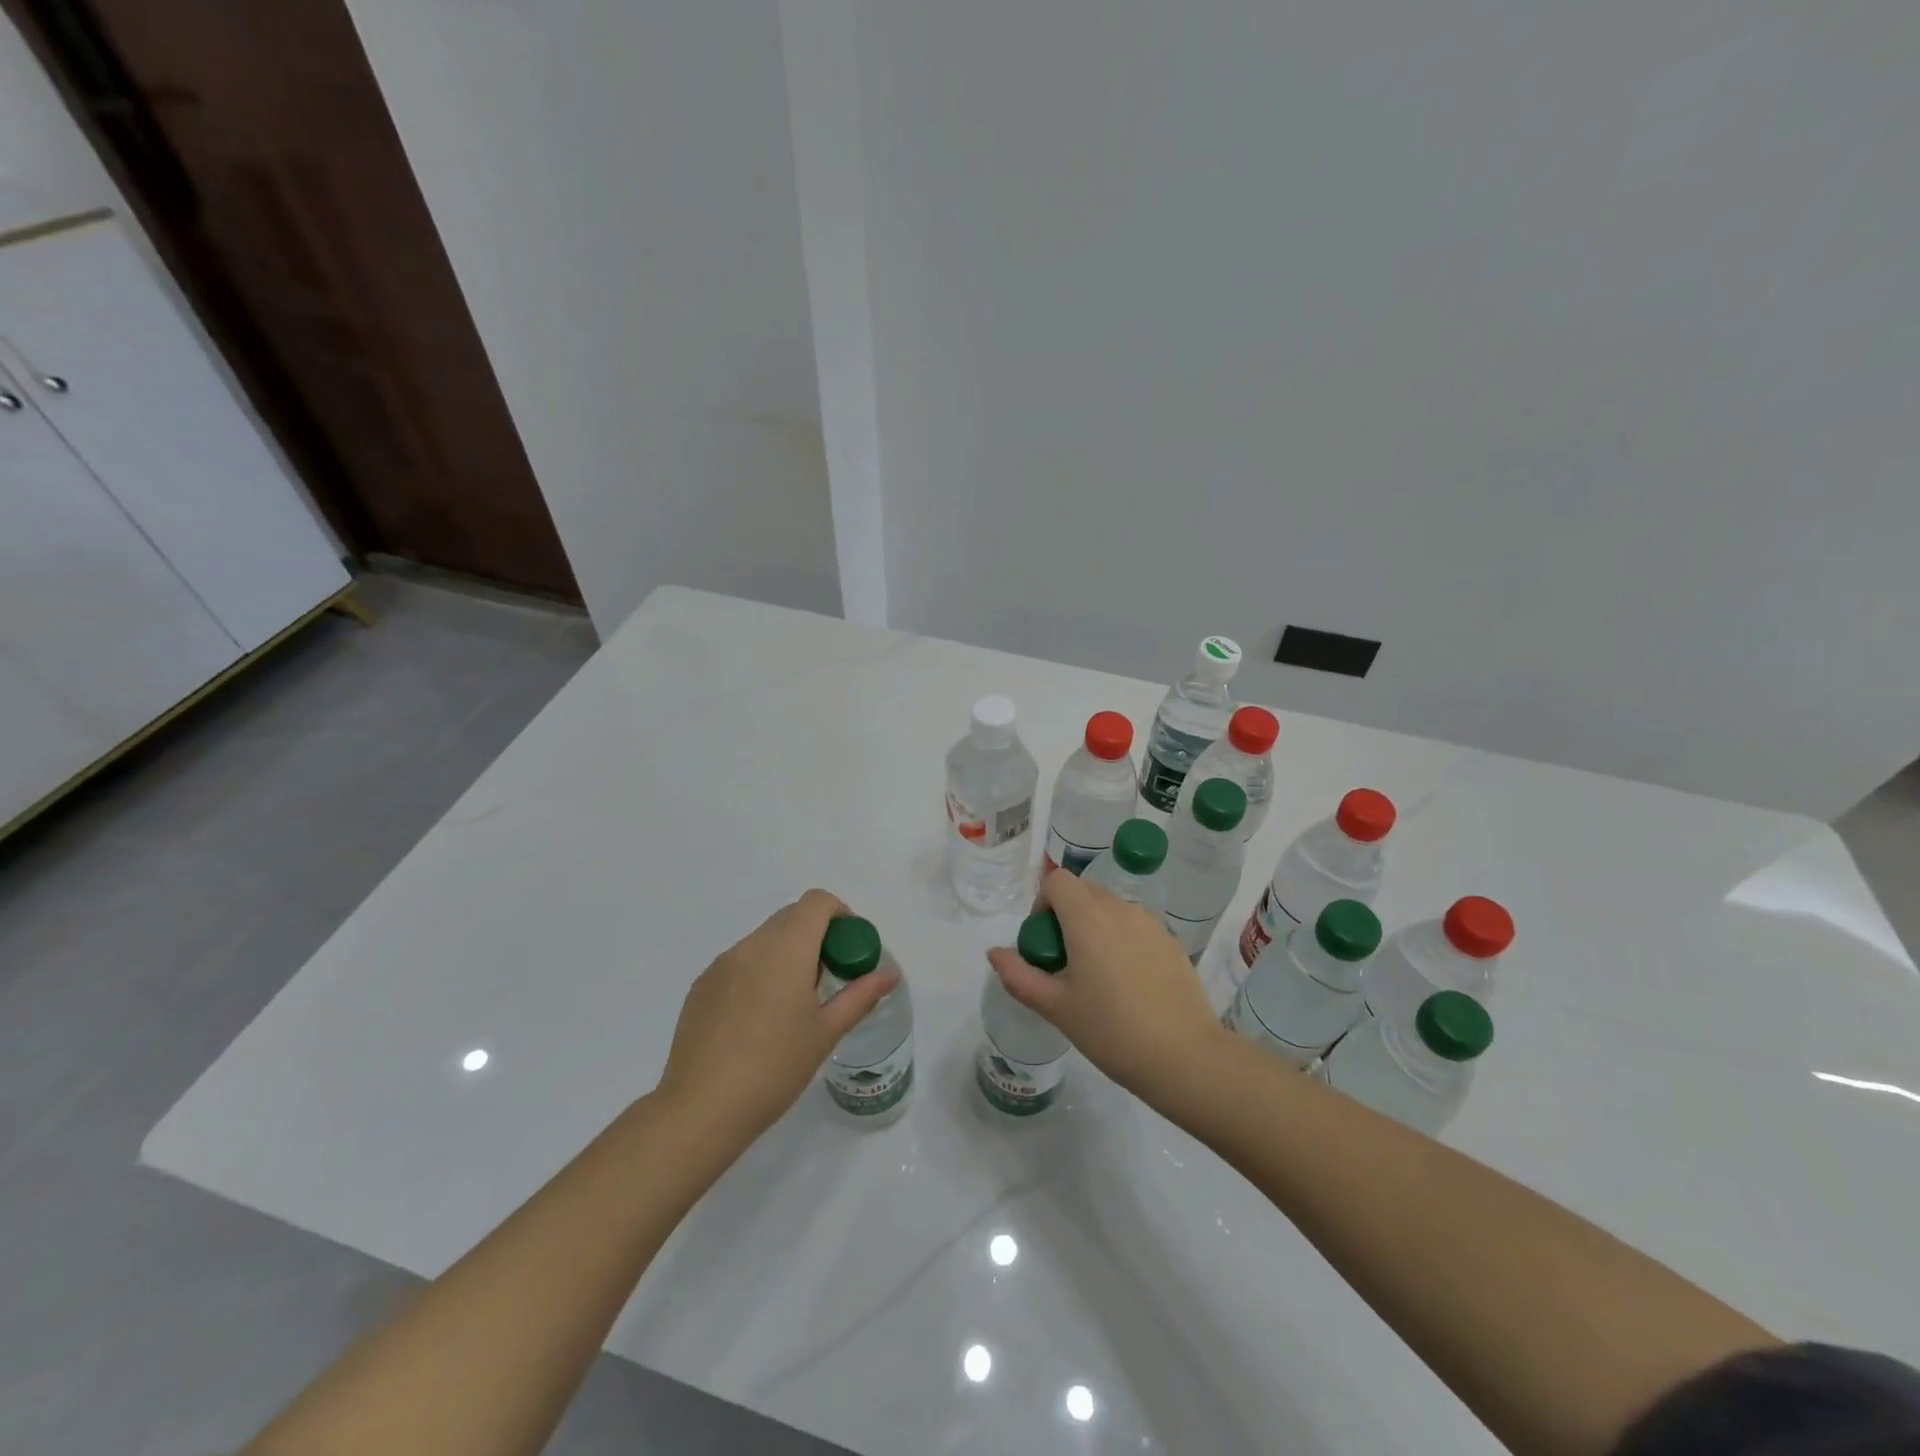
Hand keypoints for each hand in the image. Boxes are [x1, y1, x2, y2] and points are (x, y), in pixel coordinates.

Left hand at [657, 890, 899, 1141]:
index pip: (817, 902)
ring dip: (786, 953)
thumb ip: (860, 996)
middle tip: (827, 977)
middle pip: (791, 916)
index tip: (848, 947)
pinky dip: (759, 971)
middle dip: (816, 934)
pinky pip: (740, 961)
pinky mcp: (702, 985)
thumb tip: (890, 974)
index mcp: (787, 949)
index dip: (839, 913)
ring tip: (792, 1003)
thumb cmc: (774, 1068)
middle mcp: (752, 945)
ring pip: (764, 939)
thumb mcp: (826, 1033)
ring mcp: (722, 964)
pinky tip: (758, 1019)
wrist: (701, 1109)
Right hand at [988, 869, 1227, 1112]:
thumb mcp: (1056, 1007)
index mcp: (1088, 918)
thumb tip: (994, 953)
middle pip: (1084, 890)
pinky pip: (1136, 925)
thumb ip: (1019, 975)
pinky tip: (1128, 984)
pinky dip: (1122, 939)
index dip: (1043, 903)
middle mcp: (1120, 909)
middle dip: (1067, 914)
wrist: (1184, 1057)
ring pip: (1111, 907)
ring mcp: (1150, 923)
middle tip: (1065, 961)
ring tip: (1097, 975)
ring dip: (1095, 925)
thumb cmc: (1111, 1031)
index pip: (1058, 880)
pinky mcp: (1171, 940)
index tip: (1044, 942)